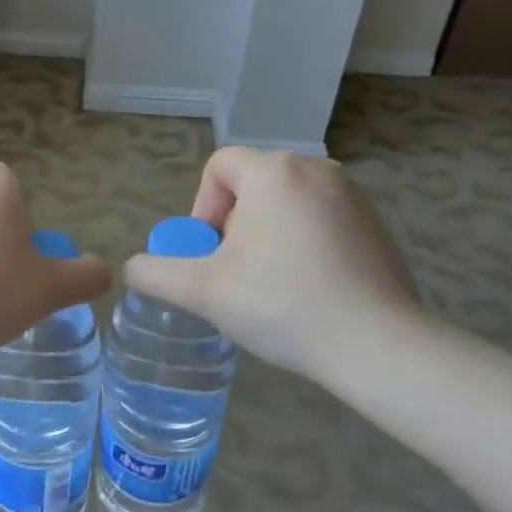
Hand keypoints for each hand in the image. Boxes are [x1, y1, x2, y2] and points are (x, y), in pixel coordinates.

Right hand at [124, 148, 423, 381]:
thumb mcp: (203, 291)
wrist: (377, 345)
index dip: (203, 206)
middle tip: (237, 274)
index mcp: (273, 172)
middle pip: (254, 184)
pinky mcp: (376, 223)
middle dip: (236, 225)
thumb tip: (133, 268)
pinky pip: (322, 219)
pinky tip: (311, 289)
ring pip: (288, 202)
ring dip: (269, 234)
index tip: (210, 252)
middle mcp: (315, 168)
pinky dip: (306, 243)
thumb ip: (156, 273)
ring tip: (273, 285)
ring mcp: (352, 195)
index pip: (220, 166)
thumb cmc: (282, 305)